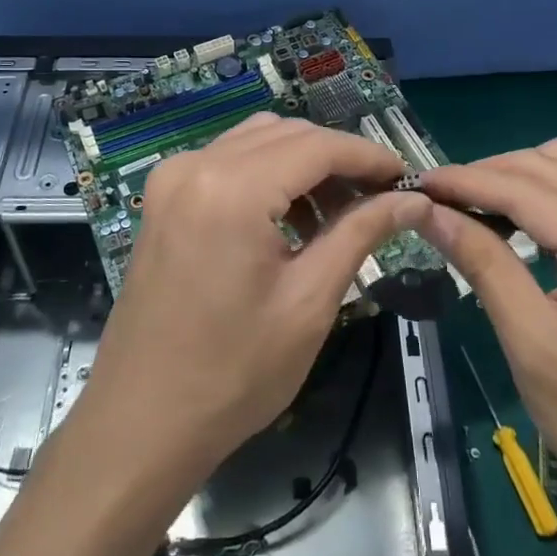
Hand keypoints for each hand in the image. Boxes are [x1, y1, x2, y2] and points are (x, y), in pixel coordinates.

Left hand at [72, 114, 431, 494]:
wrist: (141, 421)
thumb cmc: (233, 372)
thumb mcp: (309, 301)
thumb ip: (361, 233)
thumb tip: (414, 200)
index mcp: (231, 188)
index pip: (317, 146)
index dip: (368, 156)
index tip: (407, 178)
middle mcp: (196, 164)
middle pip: (286, 134)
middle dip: (338, 159)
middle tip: (380, 199)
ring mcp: (173, 178)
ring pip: (257, 141)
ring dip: (304, 164)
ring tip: (339, 214)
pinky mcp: (164, 197)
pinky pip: (228, 162)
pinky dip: (268, 175)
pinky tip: (291, 220)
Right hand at [419, 138, 556, 528]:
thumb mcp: (534, 347)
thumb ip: (484, 265)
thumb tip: (429, 211)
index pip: (522, 187)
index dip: (463, 180)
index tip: (414, 184)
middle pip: (544, 165)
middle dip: (483, 174)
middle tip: (434, 200)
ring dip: (512, 178)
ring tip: (468, 207)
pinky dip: (538, 194)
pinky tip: (512, 223)